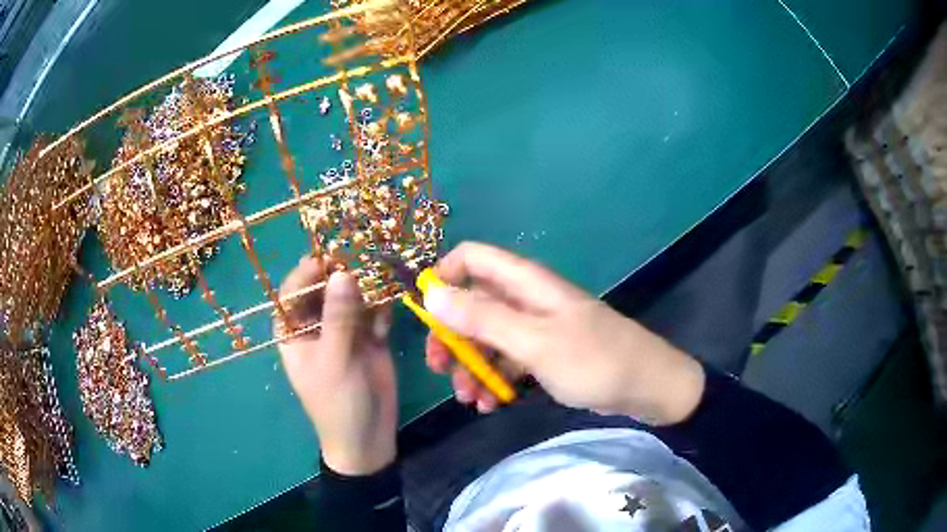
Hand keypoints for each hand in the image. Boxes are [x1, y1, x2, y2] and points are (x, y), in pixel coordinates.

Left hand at [276, 256, 397, 474]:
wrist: (369, 438)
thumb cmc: (338, 403)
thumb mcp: (334, 360)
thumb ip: (339, 317)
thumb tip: (342, 273)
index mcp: (294, 330)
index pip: (293, 291)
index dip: (308, 273)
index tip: (331, 260)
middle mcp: (317, 324)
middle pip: (326, 288)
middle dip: (344, 277)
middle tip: (366, 265)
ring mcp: (344, 329)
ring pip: (353, 296)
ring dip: (368, 291)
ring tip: (382, 290)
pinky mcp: (370, 336)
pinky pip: (375, 311)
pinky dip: (381, 312)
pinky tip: (385, 329)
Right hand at [423, 242, 704, 424]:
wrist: (647, 387)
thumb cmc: (594, 360)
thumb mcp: (534, 342)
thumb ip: (482, 318)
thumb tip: (431, 293)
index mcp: (525, 282)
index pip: (472, 258)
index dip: (444, 277)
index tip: (426, 314)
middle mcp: (526, 299)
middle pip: (473, 303)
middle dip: (452, 336)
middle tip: (439, 369)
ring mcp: (535, 327)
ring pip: (487, 337)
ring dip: (472, 366)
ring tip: (469, 400)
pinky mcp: (543, 352)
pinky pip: (507, 360)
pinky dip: (494, 379)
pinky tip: (489, 405)